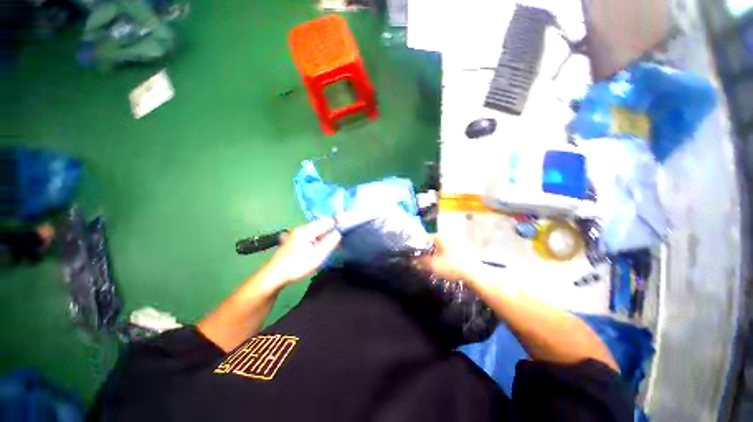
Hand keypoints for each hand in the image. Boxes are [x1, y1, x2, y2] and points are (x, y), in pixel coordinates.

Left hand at [262, 219, 341, 286]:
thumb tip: (339, 232)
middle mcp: (301, 229)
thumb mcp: (318, 256)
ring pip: (316, 230)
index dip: (338, 222)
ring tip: (334, 240)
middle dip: (332, 228)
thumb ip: (330, 242)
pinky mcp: (294, 240)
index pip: (327, 221)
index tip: (348, 224)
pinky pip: (311, 235)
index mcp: (306, 230)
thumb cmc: (297, 266)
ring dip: (325, 233)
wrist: (274, 277)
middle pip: (321, 224)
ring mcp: (296, 234)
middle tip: (342, 234)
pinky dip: (318, 238)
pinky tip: (321, 245)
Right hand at [419, 235, 482, 282]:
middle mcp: (449, 235)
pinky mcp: (465, 248)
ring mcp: (459, 241)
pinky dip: (446, 256)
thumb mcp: (433, 265)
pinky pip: (450, 251)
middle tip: (425, 262)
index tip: (416, 257)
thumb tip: (411, 261)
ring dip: (437, 255)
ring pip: (442, 247)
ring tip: (435, 265)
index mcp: (441, 236)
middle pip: (433, 243)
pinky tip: (446, 265)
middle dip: (428, 252)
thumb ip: (420, 262)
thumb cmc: (452, 267)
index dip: (419, 248)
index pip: (425, 239)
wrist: (476, 275)